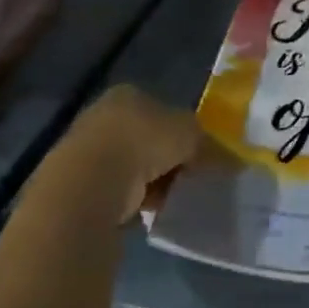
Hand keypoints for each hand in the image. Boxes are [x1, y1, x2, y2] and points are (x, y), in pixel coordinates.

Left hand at [63, 85, 202, 222]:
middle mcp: (102, 115)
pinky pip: (115, 192)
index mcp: (128, 95)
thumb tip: (233, 160)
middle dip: (166, 160)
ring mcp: (85, 149)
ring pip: (132, 167)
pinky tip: (143, 213)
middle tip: (186, 180)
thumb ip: (210, 144)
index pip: (162, 109)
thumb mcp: (190, 135)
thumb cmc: (143, 144)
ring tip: (166, 200)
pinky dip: (130, 202)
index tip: (197, 156)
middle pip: (146, 139)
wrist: (90, 184)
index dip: (183, 132)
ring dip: (149, 184)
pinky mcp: (75, 183)